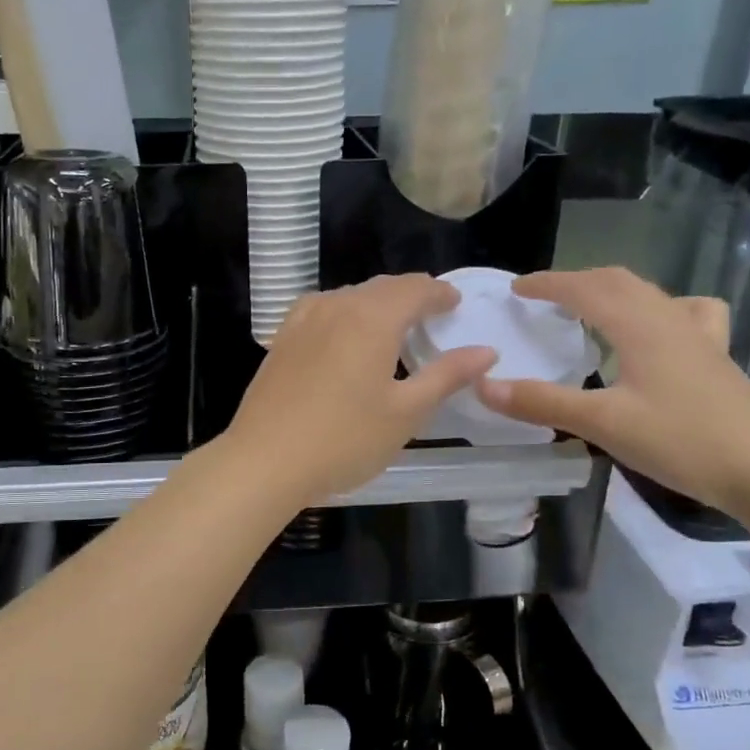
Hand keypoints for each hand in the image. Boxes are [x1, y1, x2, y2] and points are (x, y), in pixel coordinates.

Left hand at [225, 274, 497, 504]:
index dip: (439, 293)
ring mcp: (302, 321)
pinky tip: (344, 336)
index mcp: (371, 317)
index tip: (455, 303)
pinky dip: (344, 314)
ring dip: (376, 303)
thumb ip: (446, 376)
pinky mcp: (281, 340)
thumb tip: (485, 351)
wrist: (264, 461)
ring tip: (393, 325)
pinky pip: (322, 310)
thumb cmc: (344, 440)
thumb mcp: (406, 412)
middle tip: (431, 313)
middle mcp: (336, 306)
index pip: (414, 289)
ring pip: (348, 297)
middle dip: (410, 295)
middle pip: (381, 288)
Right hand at [476, 268, 749, 515]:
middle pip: (619, 282)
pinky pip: (686, 316)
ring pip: (651, 295)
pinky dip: (658, 311)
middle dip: (577, 281)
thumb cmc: (684, 441)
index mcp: (639, 326)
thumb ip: (542, 403)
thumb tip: (484, 386)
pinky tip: (659, 334)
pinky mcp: (717, 360)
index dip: (547, 284)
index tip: (516, 289)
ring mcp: (700, 339)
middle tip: (544, 297)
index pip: (585, 289)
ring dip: (614, 291)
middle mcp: (670, 320)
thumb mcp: (604, 424)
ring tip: (592, 308)